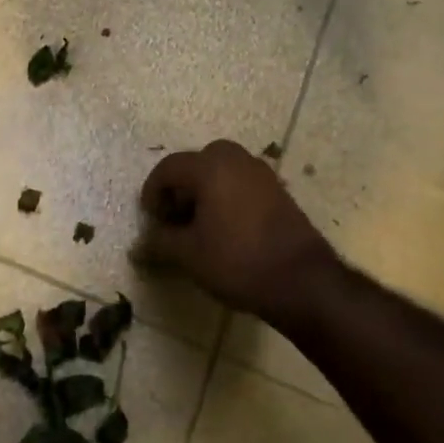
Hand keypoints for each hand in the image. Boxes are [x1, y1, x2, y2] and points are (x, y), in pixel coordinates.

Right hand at [138, 140, 336, 323]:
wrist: (302, 281)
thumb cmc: (237, 261)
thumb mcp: (188, 255)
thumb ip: (160, 242)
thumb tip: (141, 243)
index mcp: (210, 167)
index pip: (169, 168)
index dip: (153, 192)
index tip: (151, 219)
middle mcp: (237, 160)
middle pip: (198, 162)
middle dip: (181, 186)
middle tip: (174, 215)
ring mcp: (263, 174)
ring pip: (223, 171)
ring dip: (205, 190)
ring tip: (198, 224)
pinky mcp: (279, 192)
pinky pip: (242, 183)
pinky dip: (227, 196)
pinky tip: (225, 229)